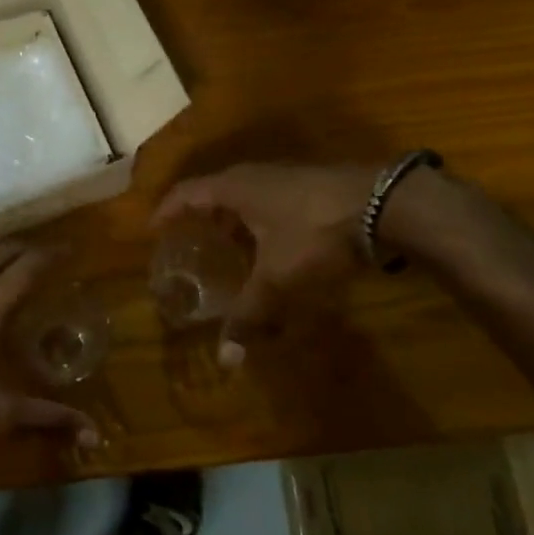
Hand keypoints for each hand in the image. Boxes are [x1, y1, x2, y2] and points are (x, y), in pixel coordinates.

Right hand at [152, 163, 381, 358]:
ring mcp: (284, 176)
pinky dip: (257, 220)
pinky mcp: (309, 185)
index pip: (186, 193)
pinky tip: (269, 245)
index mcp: (233, 187)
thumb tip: (225, 359)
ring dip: (231, 219)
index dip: (166, 210)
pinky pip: (268, 200)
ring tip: (226, 247)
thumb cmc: (314, 232)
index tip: (152, 230)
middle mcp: (253, 175)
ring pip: (244, 196)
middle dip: (199, 217)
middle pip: (214, 191)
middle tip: (188, 243)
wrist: (381, 204)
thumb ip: (249, 313)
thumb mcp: (277, 277)